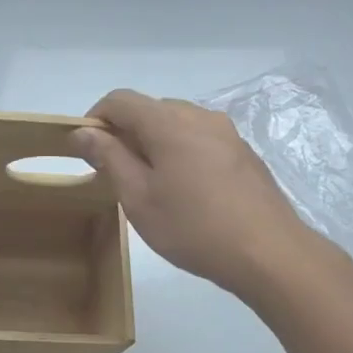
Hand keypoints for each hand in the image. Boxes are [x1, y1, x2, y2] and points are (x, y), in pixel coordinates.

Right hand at [71, 89, 336, 295]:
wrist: (268, 252)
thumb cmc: (192, 227)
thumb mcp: (138, 198)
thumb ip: (109, 158)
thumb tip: (84, 132)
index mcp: (169, 123)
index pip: (121, 100)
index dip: (95, 119)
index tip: (85, 151)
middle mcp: (200, 116)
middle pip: (150, 109)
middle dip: (125, 134)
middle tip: (114, 175)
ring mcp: (226, 133)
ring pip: (176, 125)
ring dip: (152, 145)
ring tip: (148, 187)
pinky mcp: (242, 153)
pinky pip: (199, 140)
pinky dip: (179, 154)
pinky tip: (183, 192)